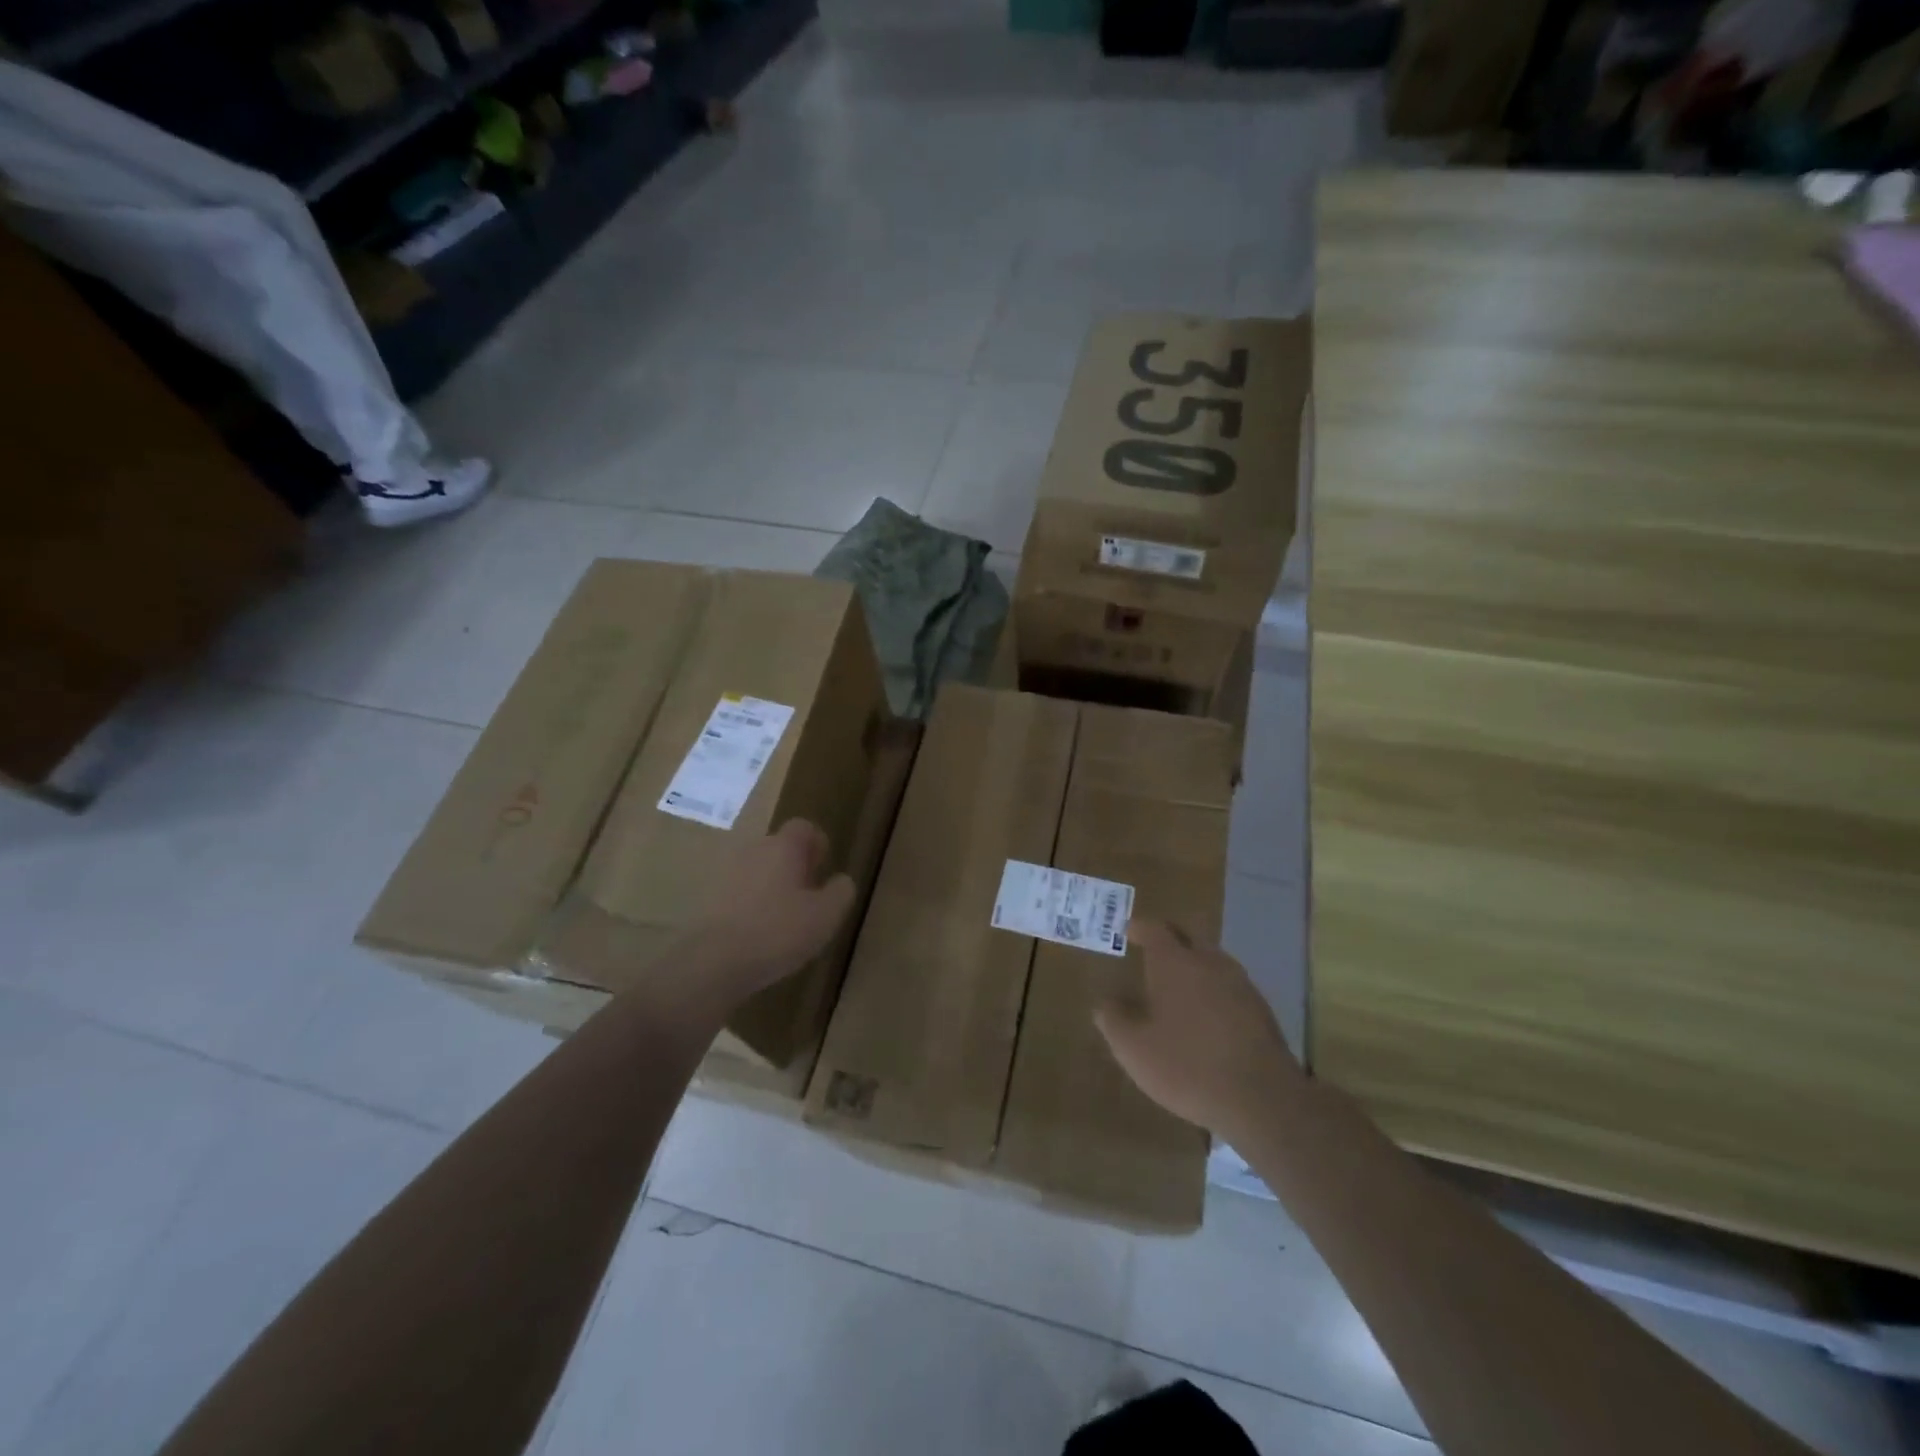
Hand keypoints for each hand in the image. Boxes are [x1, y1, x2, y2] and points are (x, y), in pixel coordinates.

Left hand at [688, 818, 855, 1008]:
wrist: (711, 963)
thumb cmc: (776, 932)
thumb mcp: (825, 917)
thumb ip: (840, 893)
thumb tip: (842, 880)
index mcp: (783, 847)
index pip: (803, 827)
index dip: (816, 843)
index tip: (823, 866)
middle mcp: (752, 850)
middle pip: (777, 848)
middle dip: (793, 866)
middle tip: (806, 896)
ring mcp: (723, 873)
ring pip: (755, 870)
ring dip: (769, 885)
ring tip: (781, 918)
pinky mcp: (704, 899)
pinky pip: (735, 892)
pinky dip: (748, 904)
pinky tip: (755, 933)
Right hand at [1096, 920, 1301, 1141]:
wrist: (1262, 1099)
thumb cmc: (1187, 1066)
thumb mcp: (1134, 1049)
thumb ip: (1114, 1020)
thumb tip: (1105, 1003)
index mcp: (1174, 962)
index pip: (1155, 929)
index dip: (1140, 927)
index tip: (1129, 930)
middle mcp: (1209, 962)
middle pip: (1189, 934)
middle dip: (1171, 936)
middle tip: (1154, 947)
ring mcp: (1240, 983)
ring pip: (1213, 958)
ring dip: (1195, 962)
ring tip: (1179, 981)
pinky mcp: (1261, 1009)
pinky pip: (1230, 985)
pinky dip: (1214, 988)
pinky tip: (1208, 1013)